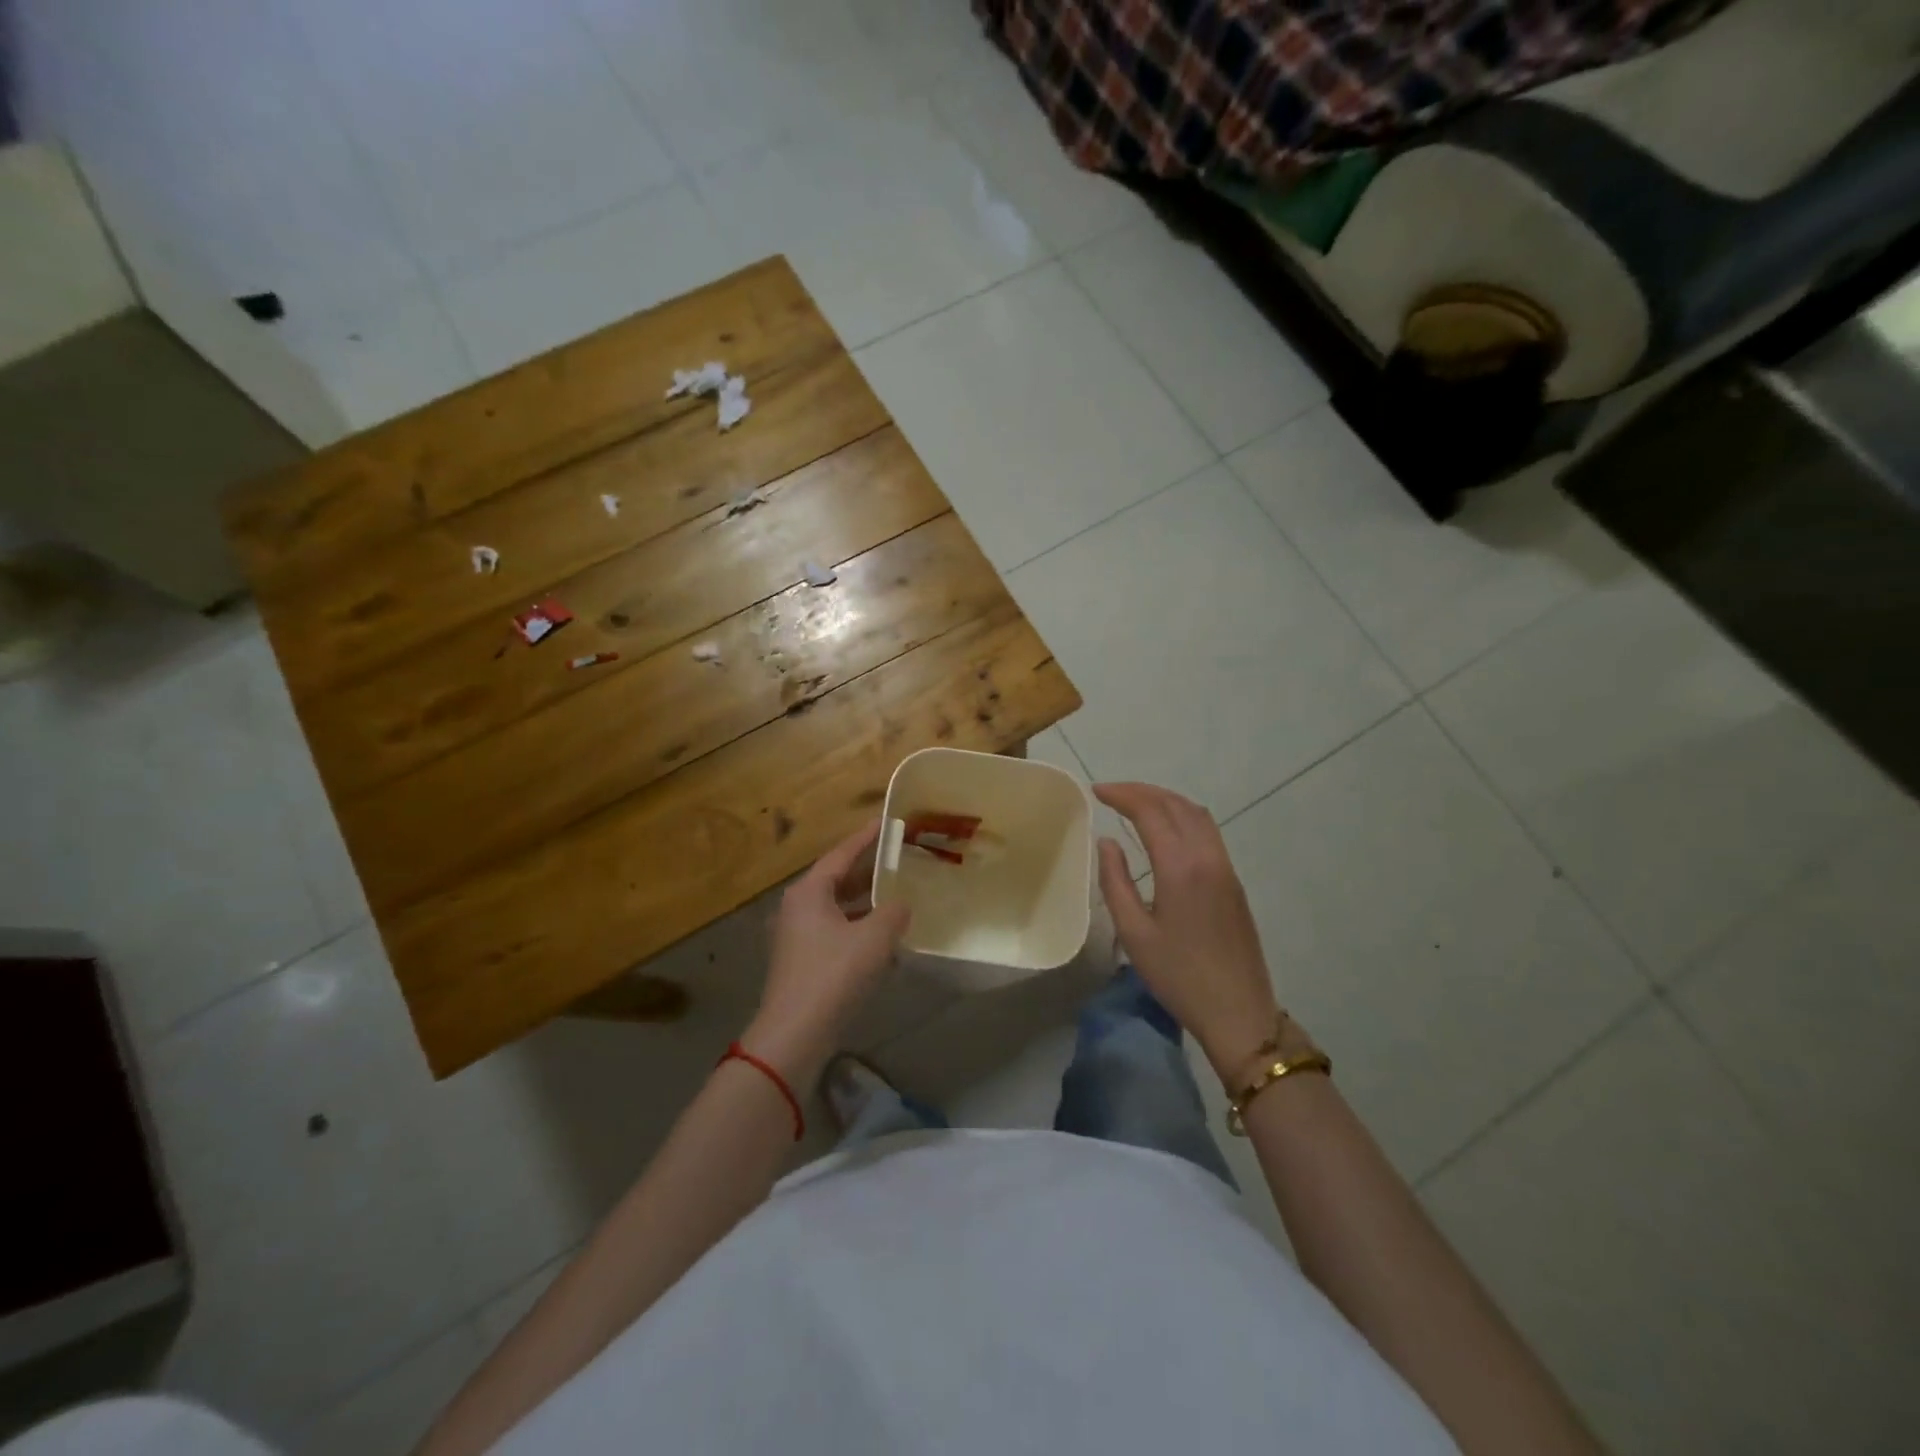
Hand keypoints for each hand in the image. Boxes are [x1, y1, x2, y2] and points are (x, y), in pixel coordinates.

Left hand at [744, 820, 909, 1089]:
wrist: (795, 1034)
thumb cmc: (834, 975)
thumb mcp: (874, 938)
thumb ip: (894, 912)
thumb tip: (901, 905)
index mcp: (809, 891)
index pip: (842, 853)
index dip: (867, 837)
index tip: (887, 822)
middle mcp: (798, 907)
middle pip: (838, 879)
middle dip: (869, 871)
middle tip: (899, 860)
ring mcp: (796, 935)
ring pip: (837, 908)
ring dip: (866, 903)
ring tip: (898, 897)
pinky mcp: (802, 961)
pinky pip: (835, 932)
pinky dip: (858, 928)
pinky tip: (883, 939)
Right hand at [1094, 783, 1281, 1083]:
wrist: (1238, 1012)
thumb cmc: (1179, 977)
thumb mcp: (1134, 933)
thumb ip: (1116, 882)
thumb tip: (1107, 842)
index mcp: (1181, 867)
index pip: (1150, 811)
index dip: (1122, 795)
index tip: (1096, 791)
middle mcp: (1207, 857)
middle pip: (1176, 804)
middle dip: (1142, 791)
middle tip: (1111, 792)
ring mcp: (1225, 867)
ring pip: (1196, 814)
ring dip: (1165, 800)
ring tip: (1135, 803)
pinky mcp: (1233, 881)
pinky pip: (1207, 831)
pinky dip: (1182, 816)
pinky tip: (1165, 829)